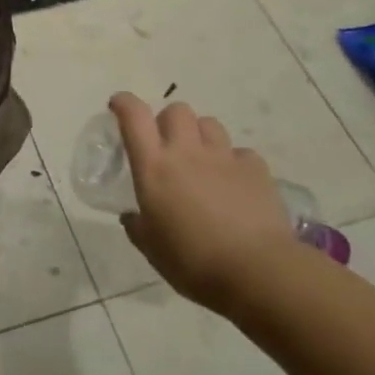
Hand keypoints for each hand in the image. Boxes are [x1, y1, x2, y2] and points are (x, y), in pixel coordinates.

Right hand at [109, 92, 305, 312]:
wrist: (256, 271)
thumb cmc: (193, 262)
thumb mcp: (152, 249)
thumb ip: (138, 227)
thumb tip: (132, 216)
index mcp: (154, 168)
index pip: (134, 118)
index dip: (124, 103)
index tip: (118, 105)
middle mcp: (187, 152)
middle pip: (176, 110)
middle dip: (168, 121)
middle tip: (167, 145)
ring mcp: (224, 157)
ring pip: (209, 124)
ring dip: (200, 135)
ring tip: (201, 160)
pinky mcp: (255, 168)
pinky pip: (240, 152)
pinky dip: (233, 162)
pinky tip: (234, 184)